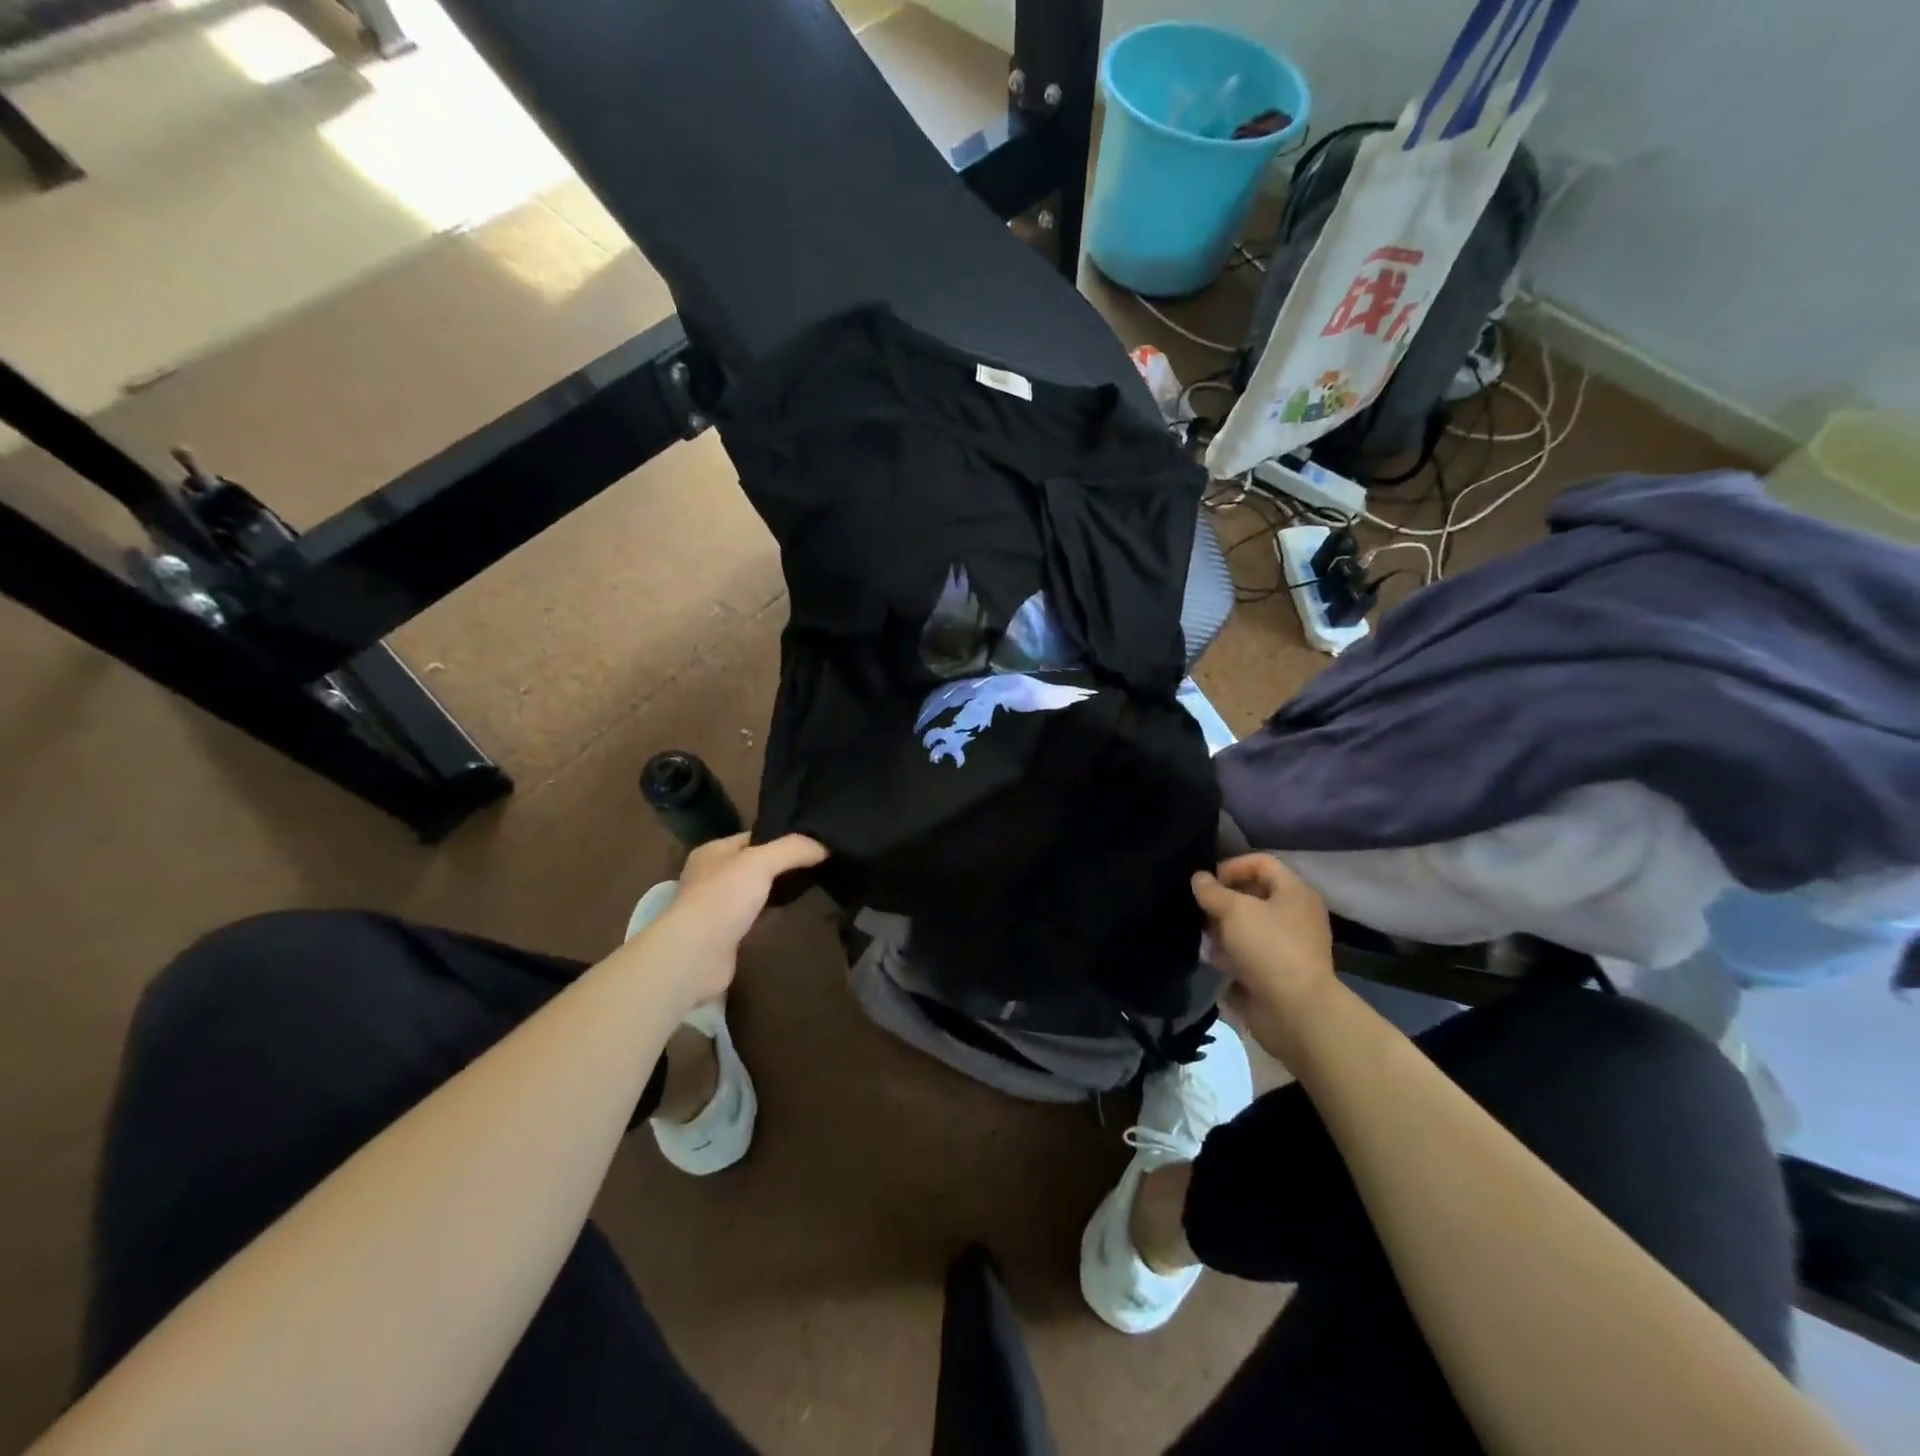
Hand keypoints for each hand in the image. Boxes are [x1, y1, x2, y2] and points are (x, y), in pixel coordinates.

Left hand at [640, 833, 827, 1013]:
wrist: (696, 955)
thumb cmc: (724, 898)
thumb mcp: (761, 861)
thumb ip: (794, 849)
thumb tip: (825, 846)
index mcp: (714, 851)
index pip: (755, 836)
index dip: (783, 836)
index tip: (815, 840)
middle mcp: (712, 875)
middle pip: (756, 864)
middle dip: (783, 864)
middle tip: (820, 863)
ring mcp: (718, 907)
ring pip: (756, 891)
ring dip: (778, 890)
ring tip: (813, 885)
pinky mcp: (726, 934)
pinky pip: (756, 916)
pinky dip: (772, 913)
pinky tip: (792, 912)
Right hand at [1192, 854, 1335, 1061]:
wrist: (1296, 1011)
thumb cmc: (1269, 948)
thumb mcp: (1234, 910)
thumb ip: (1212, 891)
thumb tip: (1199, 878)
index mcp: (1295, 892)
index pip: (1262, 863)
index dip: (1232, 866)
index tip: (1206, 882)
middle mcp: (1295, 915)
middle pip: (1253, 895)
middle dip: (1223, 900)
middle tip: (1199, 910)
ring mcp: (1288, 945)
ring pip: (1248, 926)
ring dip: (1223, 929)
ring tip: (1203, 936)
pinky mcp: (1277, 972)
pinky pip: (1249, 953)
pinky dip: (1231, 954)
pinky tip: (1213, 960)